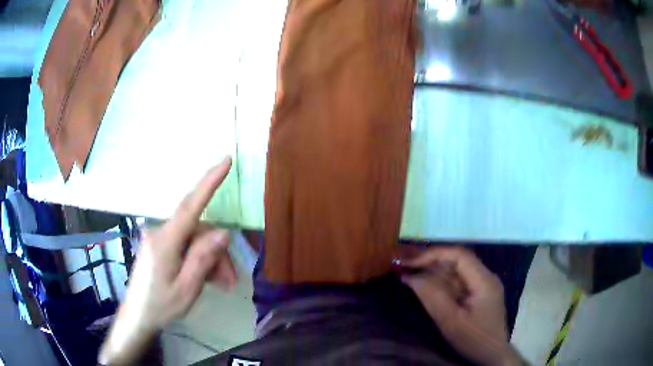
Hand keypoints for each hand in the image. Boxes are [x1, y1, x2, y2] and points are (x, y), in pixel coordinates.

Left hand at [99, 157, 236, 364]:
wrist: (138, 316)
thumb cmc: (161, 306)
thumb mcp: (187, 289)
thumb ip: (203, 259)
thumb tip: (223, 233)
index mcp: (165, 242)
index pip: (190, 206)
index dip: (209, 182)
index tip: (225, 161)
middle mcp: (160, 233)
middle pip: (198, 231)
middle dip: (218, 253)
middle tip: (231, 280)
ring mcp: (158, 238)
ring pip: (194, 240)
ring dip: (210, 260)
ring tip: (222, 284)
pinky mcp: (159, 246)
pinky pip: (185, 245)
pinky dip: (199, 260)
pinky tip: (207, 278)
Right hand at [401, 247, 522, 365]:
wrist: (493, 355)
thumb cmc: (474, 339)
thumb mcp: (451, 322)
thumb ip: (432, 297)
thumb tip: (410, 277)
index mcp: (484, 280)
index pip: (458, 255)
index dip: (433, 255)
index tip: (410, 262)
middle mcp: (486, 276)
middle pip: (457, 260)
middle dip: (431, 261)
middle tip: (405, 265)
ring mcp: (484, 285)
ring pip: (457, 271)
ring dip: (435, 272)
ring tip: (411, 273)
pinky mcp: (480, 294)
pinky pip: (458, 282)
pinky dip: (441, 283)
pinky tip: (427, 286)